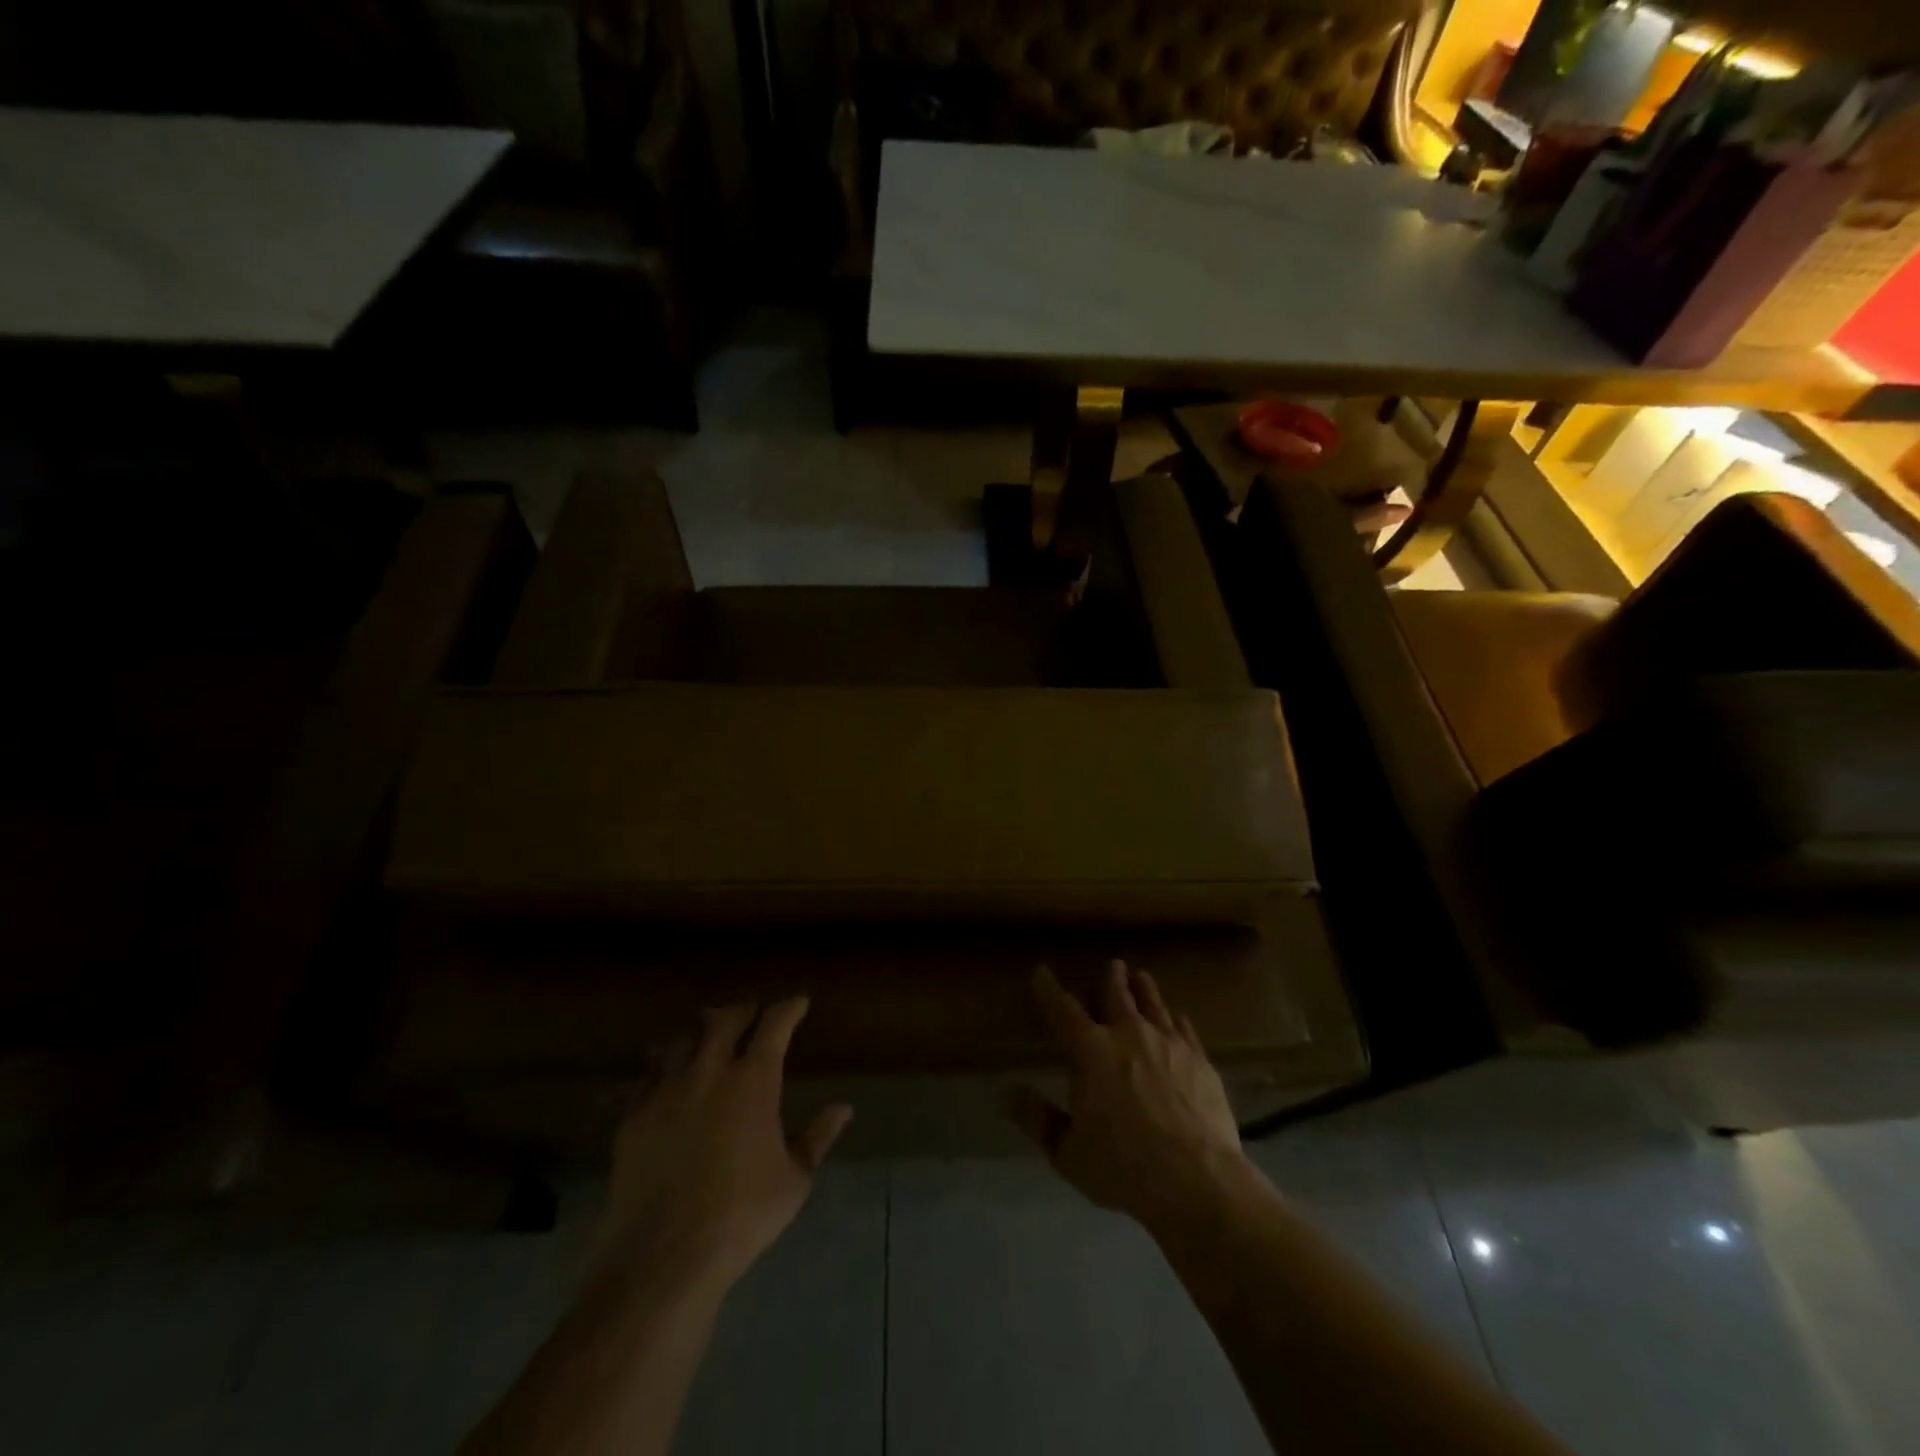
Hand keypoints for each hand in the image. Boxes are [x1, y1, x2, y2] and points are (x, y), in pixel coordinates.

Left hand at [590, 999, 851, 1301]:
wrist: (664, 1256)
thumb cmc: (742, 1215)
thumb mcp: (794, 1180)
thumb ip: (818, 1137)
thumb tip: (843, 1108)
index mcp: (753, 1080)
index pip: (774, 1025)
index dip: (788, 1009)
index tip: (798, 1003)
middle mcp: (709, 1072)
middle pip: (723, 1020)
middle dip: (741, 1010)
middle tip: (751, 1012)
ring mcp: (666, 1091)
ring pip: (683, 1041)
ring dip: (700, 1033)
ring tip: (707, 1037)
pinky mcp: (634, 1117)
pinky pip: (648, 1075)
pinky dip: (663, 1065)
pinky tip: (666, 1074)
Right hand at [1013, 961, 1247, 1237]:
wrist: (1196, 1180)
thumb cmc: (1123, 1166)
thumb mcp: (1068, 1153)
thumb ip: (1039, 1121)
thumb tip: (1012, 1095)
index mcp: (1090, 1050)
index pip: (1063, 1009)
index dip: (1049, 988)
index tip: (1041, 971)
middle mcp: (1128, 1034)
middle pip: (1117, 995)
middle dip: (1111, 978)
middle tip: (1112, 964)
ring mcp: (1168, 1043)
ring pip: (1153, 1004)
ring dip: (1144, 989)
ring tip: (1141, 977)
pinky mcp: (1199, 1060)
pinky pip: (1184, 1028)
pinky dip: (1175, 1017)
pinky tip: (1176, 1016)